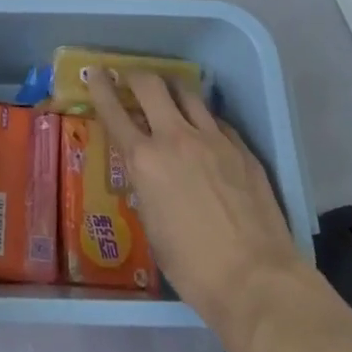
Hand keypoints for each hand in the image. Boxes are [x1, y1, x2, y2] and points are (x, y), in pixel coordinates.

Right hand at [85, 71, 301, 329]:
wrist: (257, 279)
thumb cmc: (192, 266)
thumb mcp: (151, 225)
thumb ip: (145, 187)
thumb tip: (148, 175)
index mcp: (144, 160)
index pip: (113, 111)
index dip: (100, 87)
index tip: (94, 72)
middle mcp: (176, 139)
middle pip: (152, 85)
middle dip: (136, 77)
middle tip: (131, 79)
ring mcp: (214, 140)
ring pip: (188, 94)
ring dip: (173, 91)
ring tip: (169, 96)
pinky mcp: (243, 150)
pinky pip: (217, 122)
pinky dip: (204, 121)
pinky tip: (206, 134)